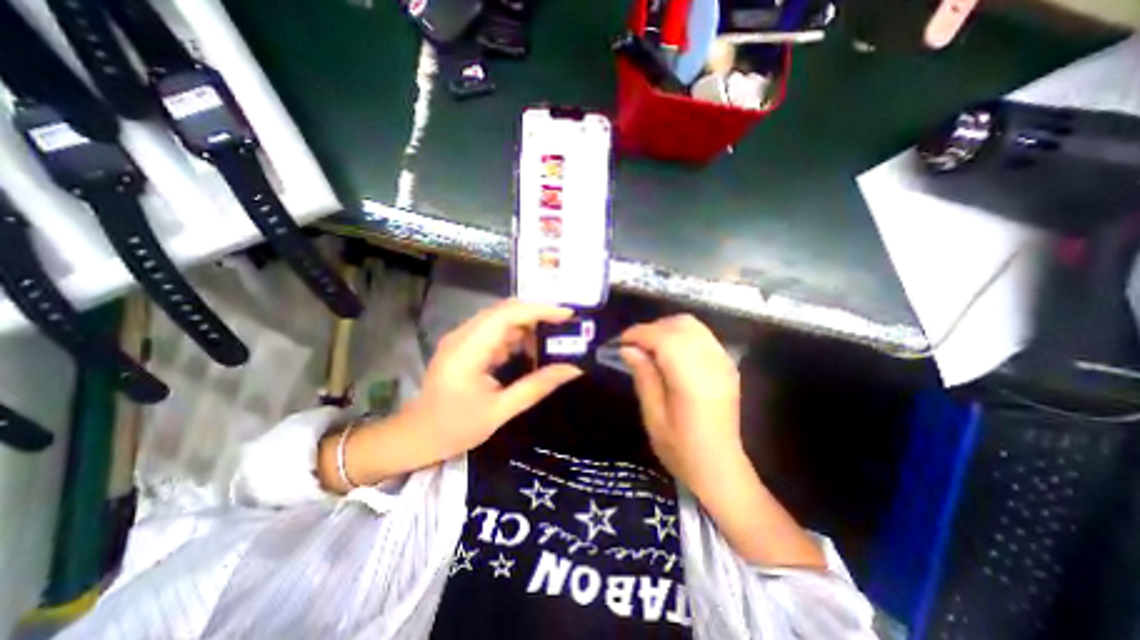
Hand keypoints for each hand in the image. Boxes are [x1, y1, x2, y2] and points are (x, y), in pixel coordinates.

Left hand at [408, 299, 581, 458]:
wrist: (415, 437)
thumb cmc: (455, 428)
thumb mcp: (500, 411)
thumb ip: (536, 387)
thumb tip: (572, 370)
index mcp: (468, 350)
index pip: (507, 315)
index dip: (540, 310)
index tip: (568, 315)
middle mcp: (463, 336)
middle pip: (505, 310)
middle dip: (537, 315)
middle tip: (565, 329)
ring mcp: (462, 338)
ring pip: (501, 318)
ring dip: (528, 326)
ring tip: (552, 342)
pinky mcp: (464, 345)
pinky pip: (495, 331)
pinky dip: (516, 336)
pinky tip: (529, 352)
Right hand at [620, 316, 823, 568]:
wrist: (720, 467)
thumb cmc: (681, 448)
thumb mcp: (653, 416)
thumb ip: (643, 376)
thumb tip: (628, 349)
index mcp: (692, 378)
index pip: (664, 338)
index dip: (639, 334)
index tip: (621, 342)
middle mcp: (711, 363)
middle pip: (680, 325)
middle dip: (653, 328)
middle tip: (635, 346)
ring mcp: (723, 362)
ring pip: (693, 326)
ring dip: (667, 329)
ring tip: (650, 347)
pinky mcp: (727, 365)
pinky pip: (702, 336)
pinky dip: (682, 336)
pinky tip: (671, 353)